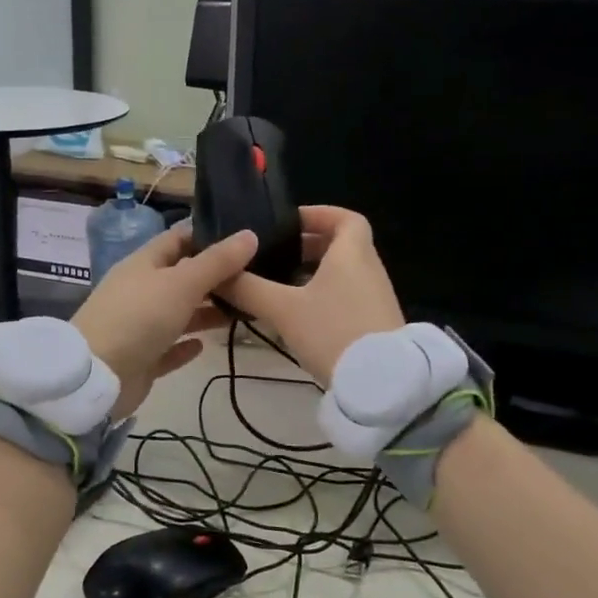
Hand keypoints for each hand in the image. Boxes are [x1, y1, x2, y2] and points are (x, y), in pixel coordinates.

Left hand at [72, 223, 257, 418]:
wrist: (97, 377)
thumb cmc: (139, 318)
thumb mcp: (182, 283)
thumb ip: (217, 262)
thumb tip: (250, 234)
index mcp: (144, 264)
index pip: (178, 239)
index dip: (208, 236)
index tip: (244, 240)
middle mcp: (141, 291)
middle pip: (181, 277)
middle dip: (215, 278)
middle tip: (256, 279)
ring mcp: (138, 326)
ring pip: (178, 313)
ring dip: (206, 312)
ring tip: (244, 312)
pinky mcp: (141, 359)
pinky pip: (168, 347)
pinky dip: (186, 345)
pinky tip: (205, 346)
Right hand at [221, 207, 403, 386]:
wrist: (380, 383)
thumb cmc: (332, 332)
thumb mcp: (283, 310)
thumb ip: (249, 289)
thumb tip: (218, 274)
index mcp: (352, 254)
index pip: (346, 218)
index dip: (319, 214)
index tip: (290, 222)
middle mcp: (369, 269)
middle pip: (343, 245)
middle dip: (309, 246)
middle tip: (277, 255)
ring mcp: (376, 298)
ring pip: (343, 273)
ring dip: (315, 273)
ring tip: (280, 286)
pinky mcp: (375, 323)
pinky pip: (348, 296)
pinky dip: (325, 296)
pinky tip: (300, 316)